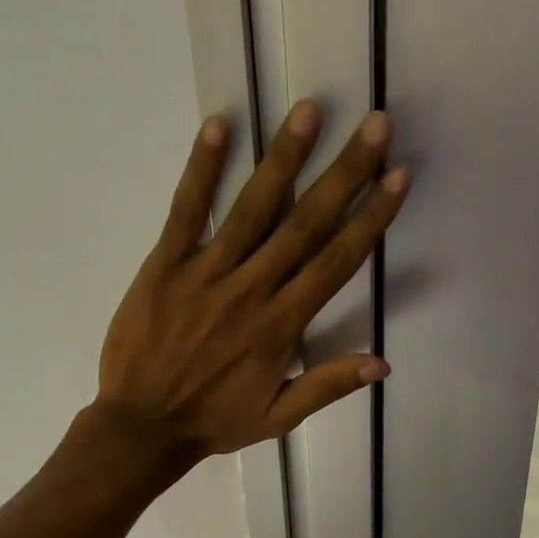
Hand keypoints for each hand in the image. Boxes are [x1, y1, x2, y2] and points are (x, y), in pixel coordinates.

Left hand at [94, 99, 408, 462]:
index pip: (336, 262)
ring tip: (310, 111)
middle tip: (375, 125)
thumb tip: (383, 364)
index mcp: (281, 325)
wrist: (142, 426)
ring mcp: (206, 273)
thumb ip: (328, 386)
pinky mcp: (164, 264)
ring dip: (284, 158)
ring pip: (252, 208)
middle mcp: (251, 289)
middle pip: (305, 223)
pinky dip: (202, 169)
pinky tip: (220, 127)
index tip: (397, 177)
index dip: (370, 218)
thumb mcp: (278, 417)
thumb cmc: (215, 422)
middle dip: (344, 173)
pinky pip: (186, 210)